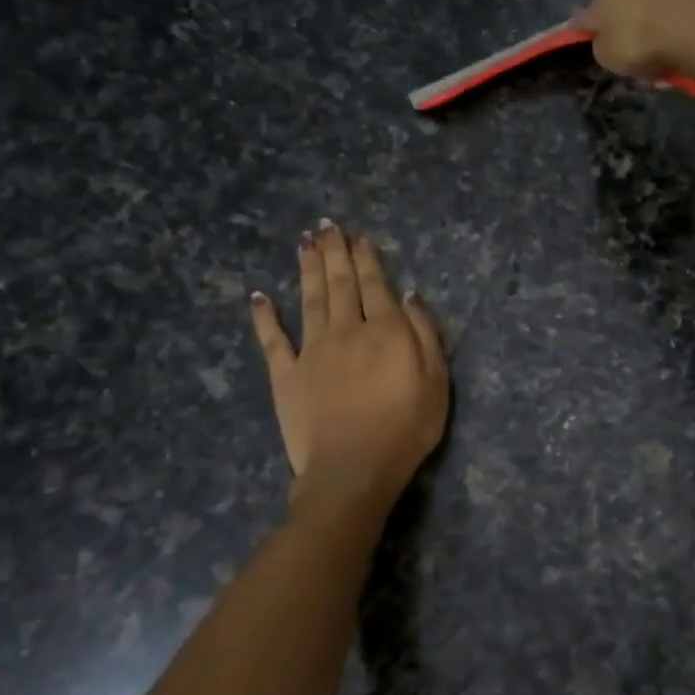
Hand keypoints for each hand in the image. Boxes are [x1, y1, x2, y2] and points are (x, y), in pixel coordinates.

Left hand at [249, 221, 448, 508]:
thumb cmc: (406, 428)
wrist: (353, 469)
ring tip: (303, 243)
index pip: (375, 285)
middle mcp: (346, 330)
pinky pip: (272, 340)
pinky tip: (258, 296)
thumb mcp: (436, 381)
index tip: (359, 237)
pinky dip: (264, 316)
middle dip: (334, 252)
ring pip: (309, 300)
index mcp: (385, 331)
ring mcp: (311, 351)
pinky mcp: (285, 375)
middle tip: (326, 225)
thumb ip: (425, 334)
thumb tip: (409, 295)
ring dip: (307, 269)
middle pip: (340, 284)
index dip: (367, 258)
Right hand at [575, 0, 694, 78]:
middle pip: (629, 0)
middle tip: (639, 52)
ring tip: (666, 51)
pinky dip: (683, 19)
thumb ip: (601, 44)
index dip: (596, 30)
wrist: (693, 28)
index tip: (604, 46)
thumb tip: (604, 39)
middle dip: (632, 22)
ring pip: (658, 2)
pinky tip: (686, 39)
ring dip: (659, 21)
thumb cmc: (638, 41)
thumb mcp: (606, 56)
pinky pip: (684, 7)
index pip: (594, 9)